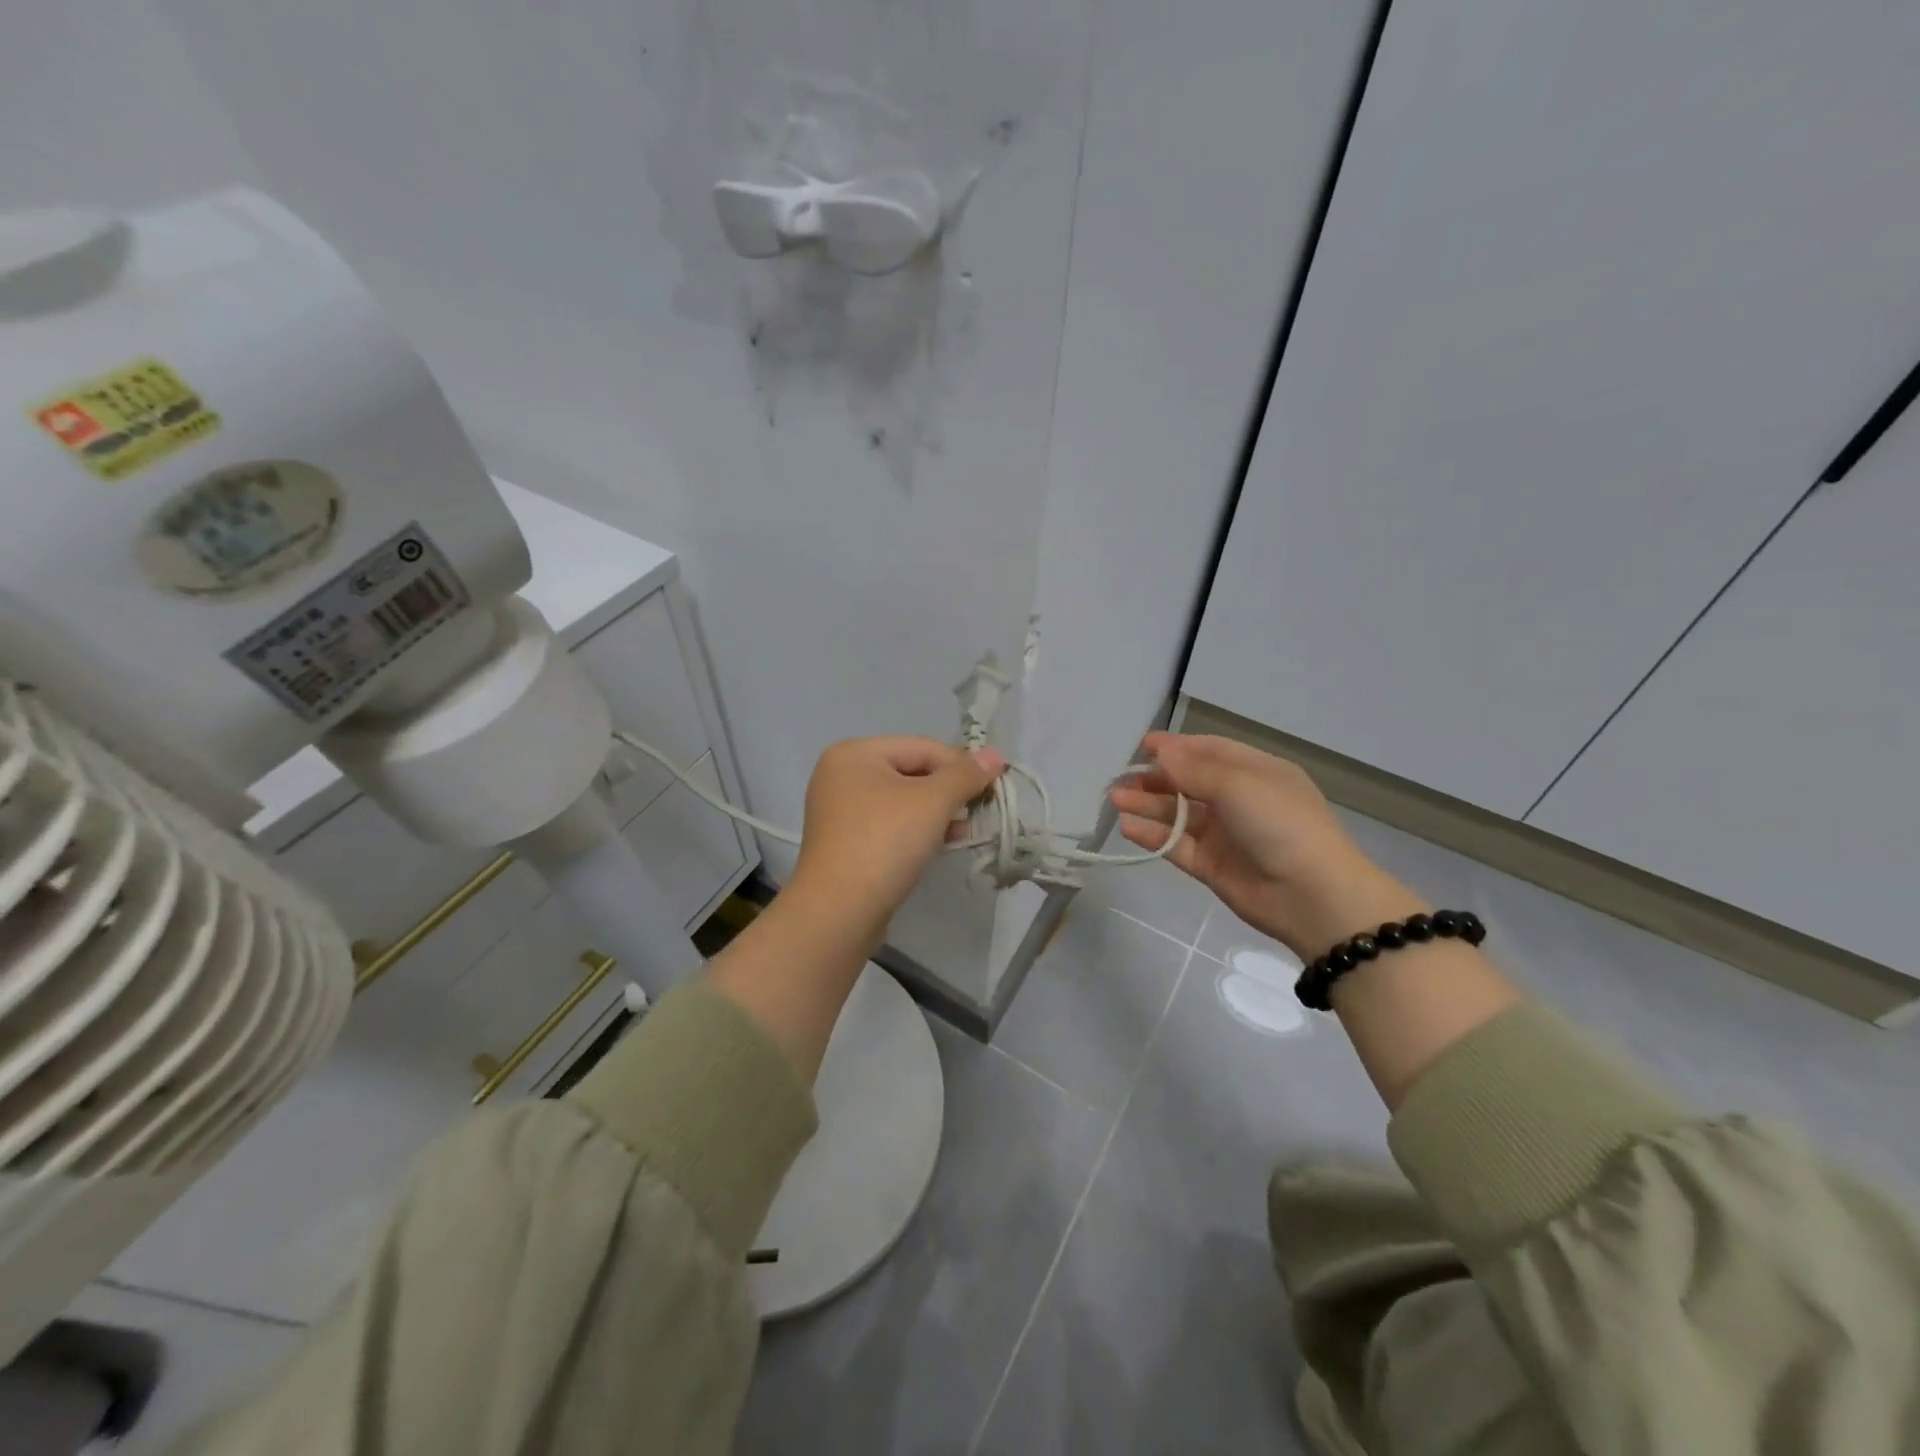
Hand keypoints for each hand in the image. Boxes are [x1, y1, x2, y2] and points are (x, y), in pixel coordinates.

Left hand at [791, 736, 1005, 940]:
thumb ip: (965, 775)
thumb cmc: (885, 843)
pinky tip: (939, 846)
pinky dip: (916, 831)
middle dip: (949, 792)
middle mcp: (841, 775)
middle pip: (911, 772)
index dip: (961, 765)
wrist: (838, 912)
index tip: (993, 788)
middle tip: (978, 812)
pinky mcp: (844, 843)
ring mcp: (839, 811)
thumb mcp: (933, 802)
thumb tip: (994, 755)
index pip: (922, 748)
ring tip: (964, 832)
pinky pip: (889, 825)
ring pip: (902, 801)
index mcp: (855, 753)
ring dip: (937, 814)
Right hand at [1113, 733, 1422, 955]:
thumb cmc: (1280, 823)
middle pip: (1188, 783)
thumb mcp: (1238, 784)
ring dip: (1147, 806)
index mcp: (1256, 773)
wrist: (1312, 895)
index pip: (1210, 751)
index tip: (1141, 746)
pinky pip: (1177, 846)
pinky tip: (1128, 827)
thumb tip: (1159, 750)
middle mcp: (1239, 800)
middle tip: (1121, 779)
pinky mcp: (1212, 866)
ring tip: (1116, 800)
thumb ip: (1192, 769)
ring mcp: (1225, 835)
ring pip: (1178, 815)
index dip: (1176, 746)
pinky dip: (1153, 836)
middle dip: (1155, 779)